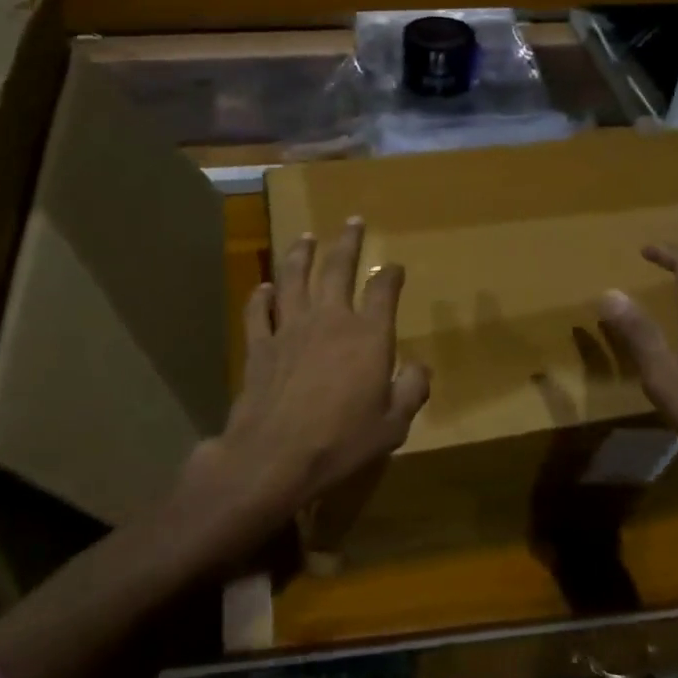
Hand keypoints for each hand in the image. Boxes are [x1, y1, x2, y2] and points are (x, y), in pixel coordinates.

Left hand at [198, 219, 430, 526]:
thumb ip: (411, 391)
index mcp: (368, 336)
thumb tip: (420, 368)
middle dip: (347, 243)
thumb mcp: (393, 425)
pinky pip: (258, 312)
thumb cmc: (341, 442)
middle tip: (352, 221)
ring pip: (294, 279)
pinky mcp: (260, 345)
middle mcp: (330, 320)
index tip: (394, 267)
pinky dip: (260, 297)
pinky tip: (263, 287)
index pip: (383, 292)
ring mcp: (290, 329)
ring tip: (305, 237)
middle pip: (337, 269)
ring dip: (300, 255)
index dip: (390, 275)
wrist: (275, 456)